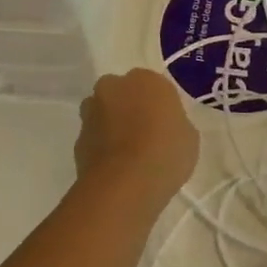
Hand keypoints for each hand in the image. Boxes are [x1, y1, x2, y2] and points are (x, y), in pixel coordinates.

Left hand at [75, 69, 198, 209]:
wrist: (123, 186)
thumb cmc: (165, 154)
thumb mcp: (189, 138)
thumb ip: (175, 123)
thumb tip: (166, 127)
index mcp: (146, 80)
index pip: (153, 85)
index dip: (158, 105)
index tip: (165, 124)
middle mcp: (115, 87)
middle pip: (122, 92)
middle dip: (129, 107)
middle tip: (144, 133)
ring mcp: (92, 112)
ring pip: (103, 112)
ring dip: (111, 124)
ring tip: (127, 153)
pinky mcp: (77, 139)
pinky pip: (93, 138)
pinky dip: (101, 147)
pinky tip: (114, 168)